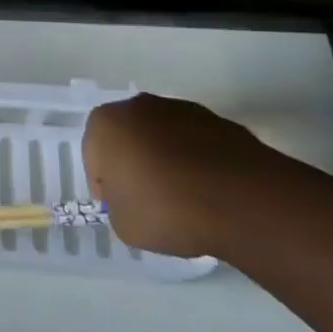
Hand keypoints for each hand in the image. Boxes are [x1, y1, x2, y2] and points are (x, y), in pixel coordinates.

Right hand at [82, 93, 273, 257]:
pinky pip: (193, 142)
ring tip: (183, 198)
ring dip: (164, 159)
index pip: (93, 156)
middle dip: (133, 164)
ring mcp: (178, 108)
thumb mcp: (125, 226)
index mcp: (105, 124)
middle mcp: (137, 105)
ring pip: (160, 136)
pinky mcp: (214, 118)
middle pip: (127, 138)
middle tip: (147, 200)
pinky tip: (207, 190)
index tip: (120, 209)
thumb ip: (119, 206)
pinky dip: (194, 160)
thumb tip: (132, 198)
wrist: (239, 199)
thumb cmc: (167, 210)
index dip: (105, 186)